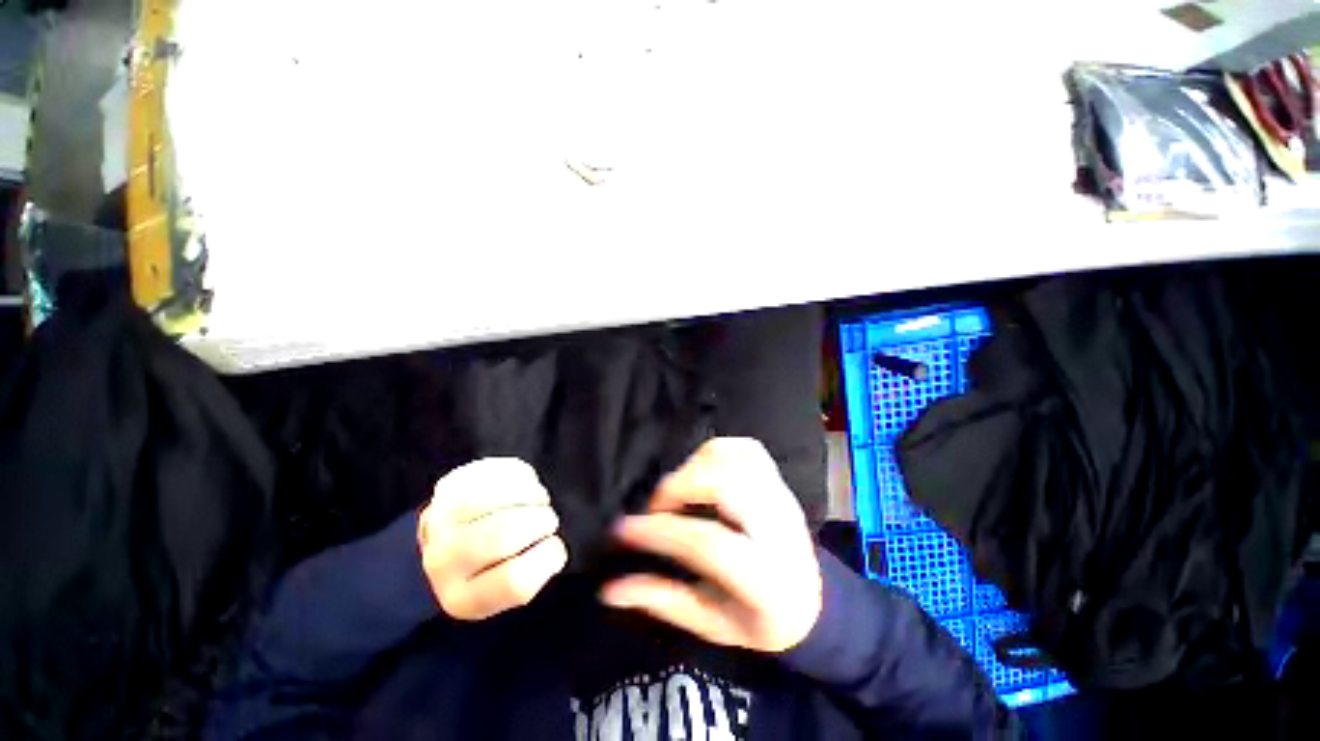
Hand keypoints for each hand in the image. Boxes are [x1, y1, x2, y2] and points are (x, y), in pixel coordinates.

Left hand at [419, 459, 567, 620]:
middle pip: (504, 534)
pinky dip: (521, 475)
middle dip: (542, 521)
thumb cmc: (491, 567)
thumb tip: (552, 549)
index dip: (548, 557)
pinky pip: (495, 471)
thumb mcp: (508, 589)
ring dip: (533, 494)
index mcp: (464, 599)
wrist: (446, 544)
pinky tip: (524, 485)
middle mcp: (443, 563)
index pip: (514, 581)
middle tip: (548, 520)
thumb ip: (533, 576)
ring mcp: (441, 520)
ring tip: (539, 500)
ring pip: (497, 497)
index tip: (555, 547)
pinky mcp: (449, 486)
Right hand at [601, 438, 822, 652]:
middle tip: (656, 507)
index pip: (708, 543)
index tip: (623, 530)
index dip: (660, 532)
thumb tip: (610, 590)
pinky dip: (716, 451)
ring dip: (695, 466)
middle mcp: (779, 528)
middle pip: (727, 486)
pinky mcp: (778, 478)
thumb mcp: (712, 624)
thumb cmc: (759, 618)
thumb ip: (663, 602)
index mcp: (766, 578)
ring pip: (735, 459)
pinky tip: (701, 470)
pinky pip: (745, 448)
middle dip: (680, 487)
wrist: (812, 598)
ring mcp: (781, 496)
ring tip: (678, 491)